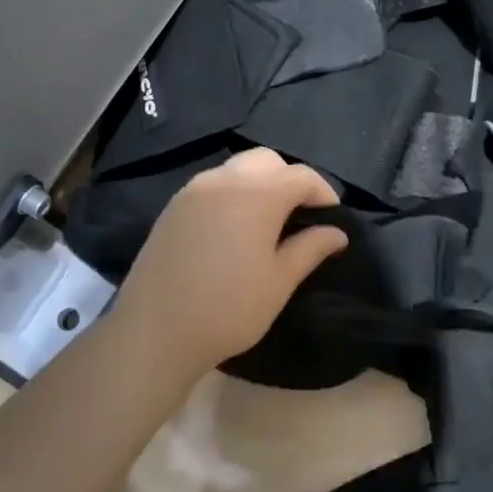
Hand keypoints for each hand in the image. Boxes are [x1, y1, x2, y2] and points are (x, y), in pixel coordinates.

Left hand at [110, 148, 349, 380]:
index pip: (301, 176)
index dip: (323, 193)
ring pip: (236, 168)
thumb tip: (337, 233)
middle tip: (301, 215)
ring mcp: (193, 190)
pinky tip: (235, 228)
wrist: (155, 330)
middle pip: (267, 161)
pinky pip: (212, 185)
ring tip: (269, 221)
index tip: (333, 218)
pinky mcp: (173, 207)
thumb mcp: (279, 282)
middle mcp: (224, 180)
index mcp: (257, 194)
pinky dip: (233, 193)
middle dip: (290, 179)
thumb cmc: (229, 308)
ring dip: (260, 183)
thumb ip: (310, 249)